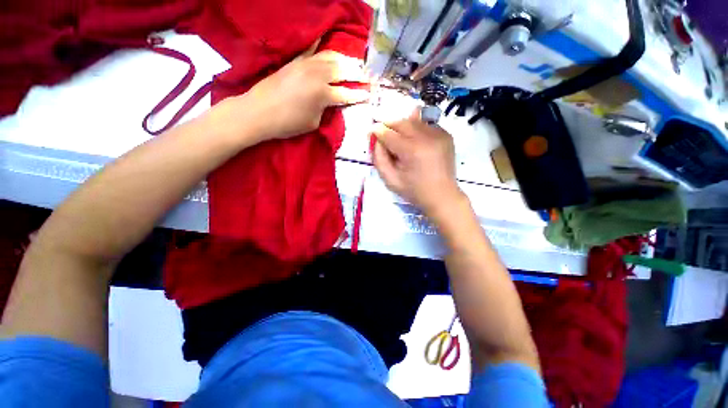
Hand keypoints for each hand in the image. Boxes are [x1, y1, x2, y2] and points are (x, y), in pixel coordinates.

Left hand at [235, 39, 369, 141]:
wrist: (259, 112)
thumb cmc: (288, 123)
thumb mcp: (314, 123)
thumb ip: (326, 110)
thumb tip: (331, 101)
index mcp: (323, 94)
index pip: (348, 94)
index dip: (360, 95)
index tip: (370, 94)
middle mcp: (317, 75)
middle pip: (343, 70)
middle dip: (358, 73)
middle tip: (368, 75)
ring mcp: (305, 65)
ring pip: (331, 57)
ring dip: (345, 59)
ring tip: (354, 63)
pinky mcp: (295, 62)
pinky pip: (310, 49)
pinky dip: (319, 44)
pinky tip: (326, 38)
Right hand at [371, 108, 464, 218]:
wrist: (442, 196)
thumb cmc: (414, 191)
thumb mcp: (390, 180)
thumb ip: (379, 158)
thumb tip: (376, 140)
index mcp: (412, 150)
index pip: (389, 134)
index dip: (378, 131)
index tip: (371, 132)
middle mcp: (427, 137)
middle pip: (402, 122)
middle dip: (390, 126)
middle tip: (384, 134)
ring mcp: (439, 134)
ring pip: (414, 121)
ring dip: (403, 127)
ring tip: (400, 139)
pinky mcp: (446, 135)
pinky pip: (426, 126)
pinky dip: (417, 130)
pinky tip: (416, 143)